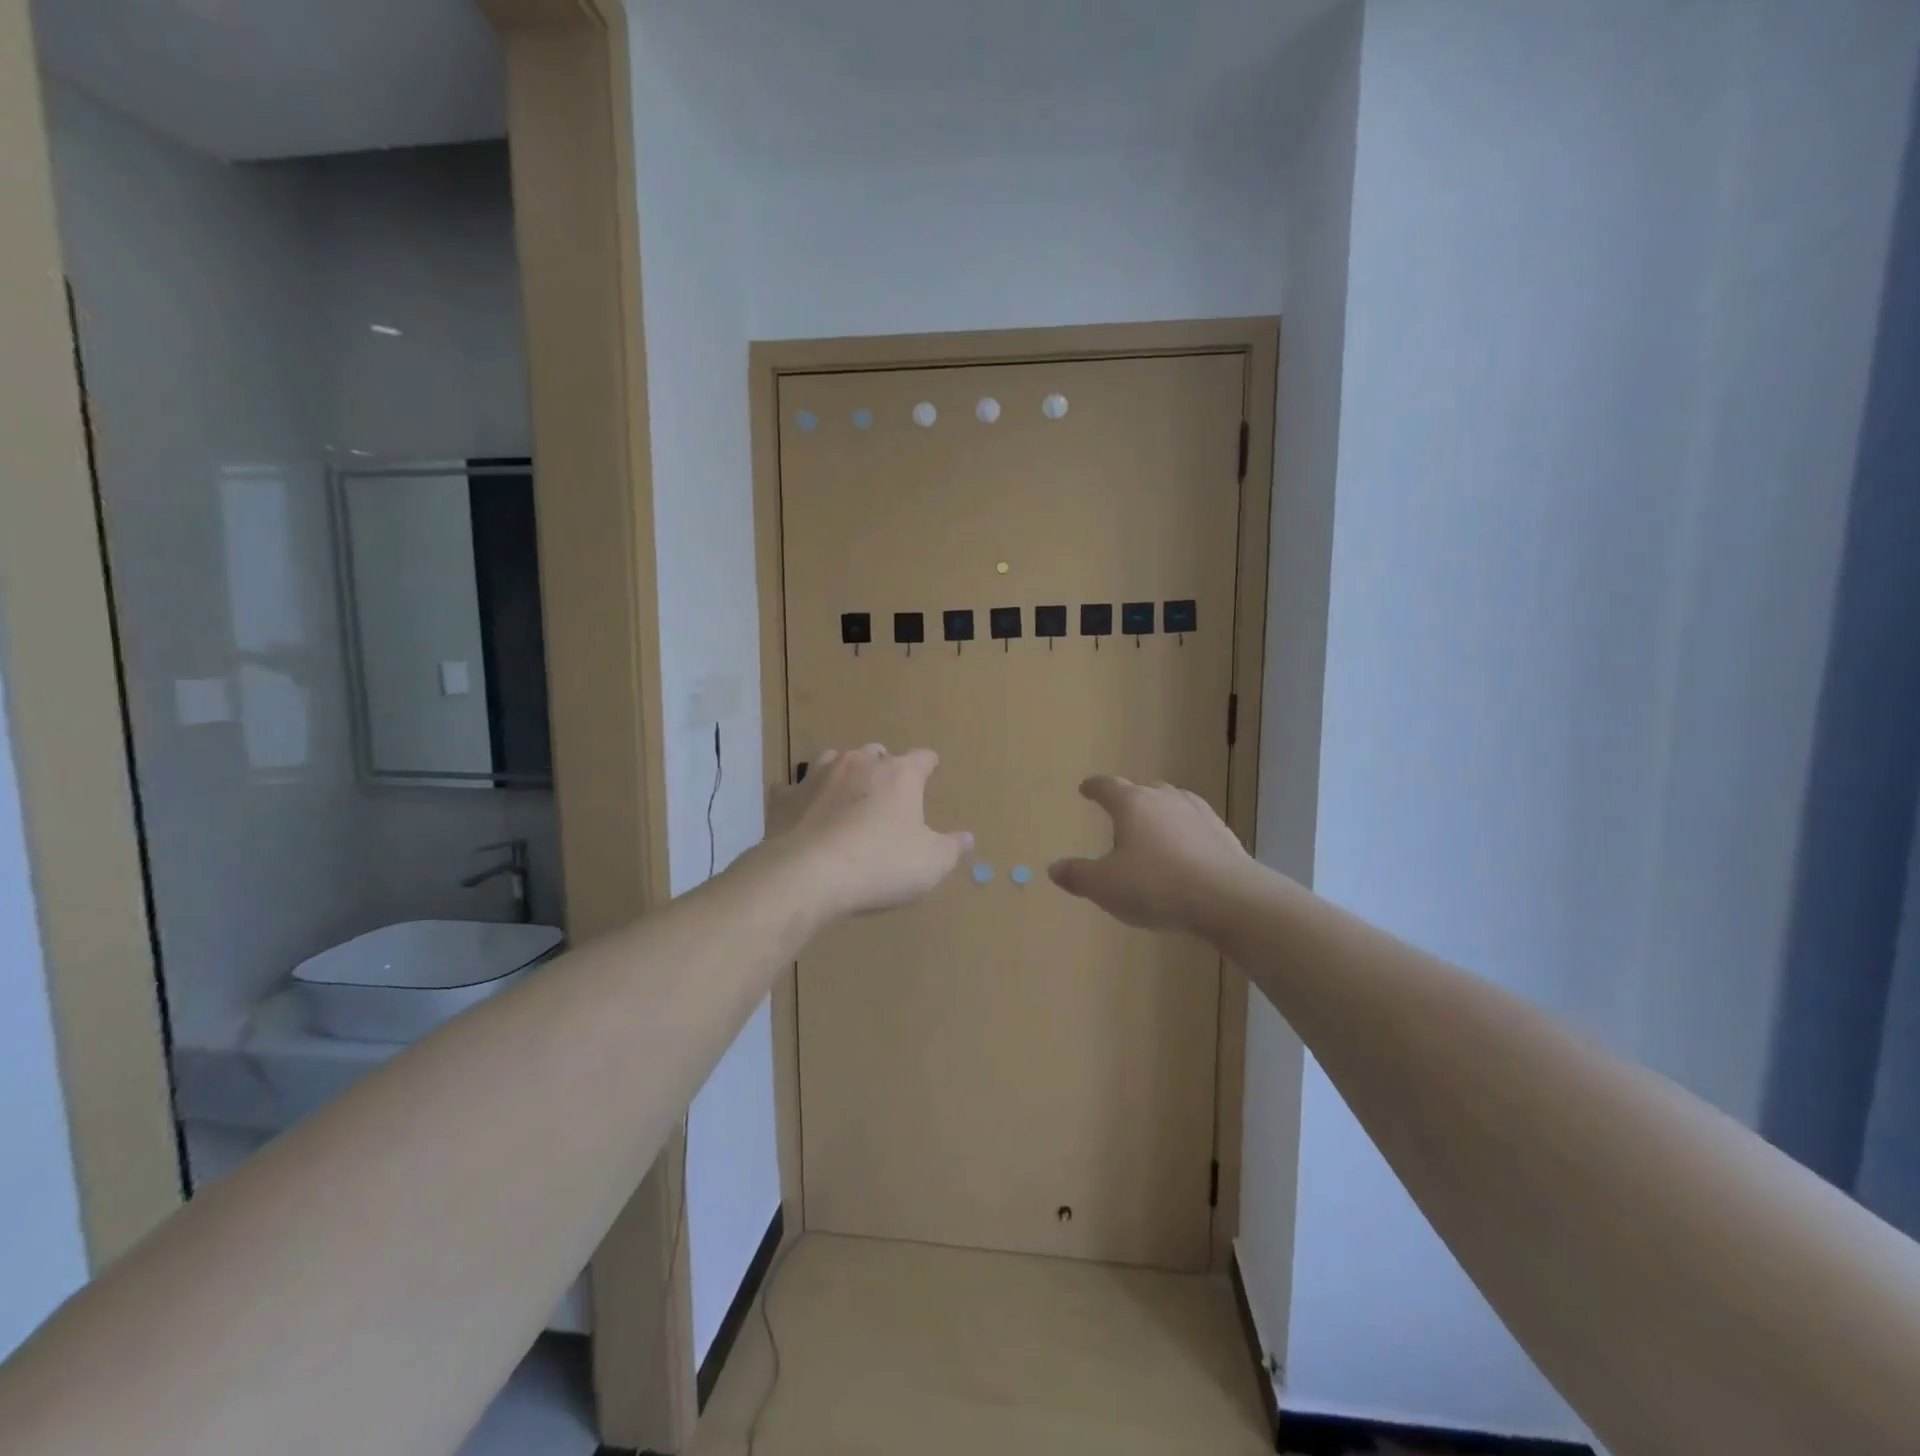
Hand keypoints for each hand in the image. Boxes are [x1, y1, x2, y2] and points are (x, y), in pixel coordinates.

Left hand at [763, 746, 972, 918]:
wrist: (807, 875)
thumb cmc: (880, 865)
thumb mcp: (930, 864)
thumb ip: (951, 848)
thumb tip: (966, 838)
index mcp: (899, 775)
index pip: (923, 757)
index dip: (929, 764)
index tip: (931, 770)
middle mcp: (859, 764)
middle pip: (877, 753)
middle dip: (884, 768)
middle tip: (887, 795)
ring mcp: (817, 776)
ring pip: (835, 760)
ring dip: (844, 775)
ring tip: (846, 797)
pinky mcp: (785, 797)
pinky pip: (796, 789)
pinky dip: (804, 798)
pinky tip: (805, 815)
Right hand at [1049, 777, 1252, 933]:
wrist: (1227, 899)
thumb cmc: (1155, 886)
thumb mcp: (1105, 886)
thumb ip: (1078, 875)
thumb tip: (1054, 868)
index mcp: (1132, 804)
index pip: (1107, 787)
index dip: (1094, 787)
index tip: (1086, 789)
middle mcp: (1165, 799)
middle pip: (1143, 790)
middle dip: (1130, 798)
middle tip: (1120, 812)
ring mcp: (1199, 814)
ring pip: (1174, 803)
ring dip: (1160, 812)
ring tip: (1153, 829)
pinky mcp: (1223, 835)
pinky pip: (1196, 824)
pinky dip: (1185, 832)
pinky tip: (1185, 850)